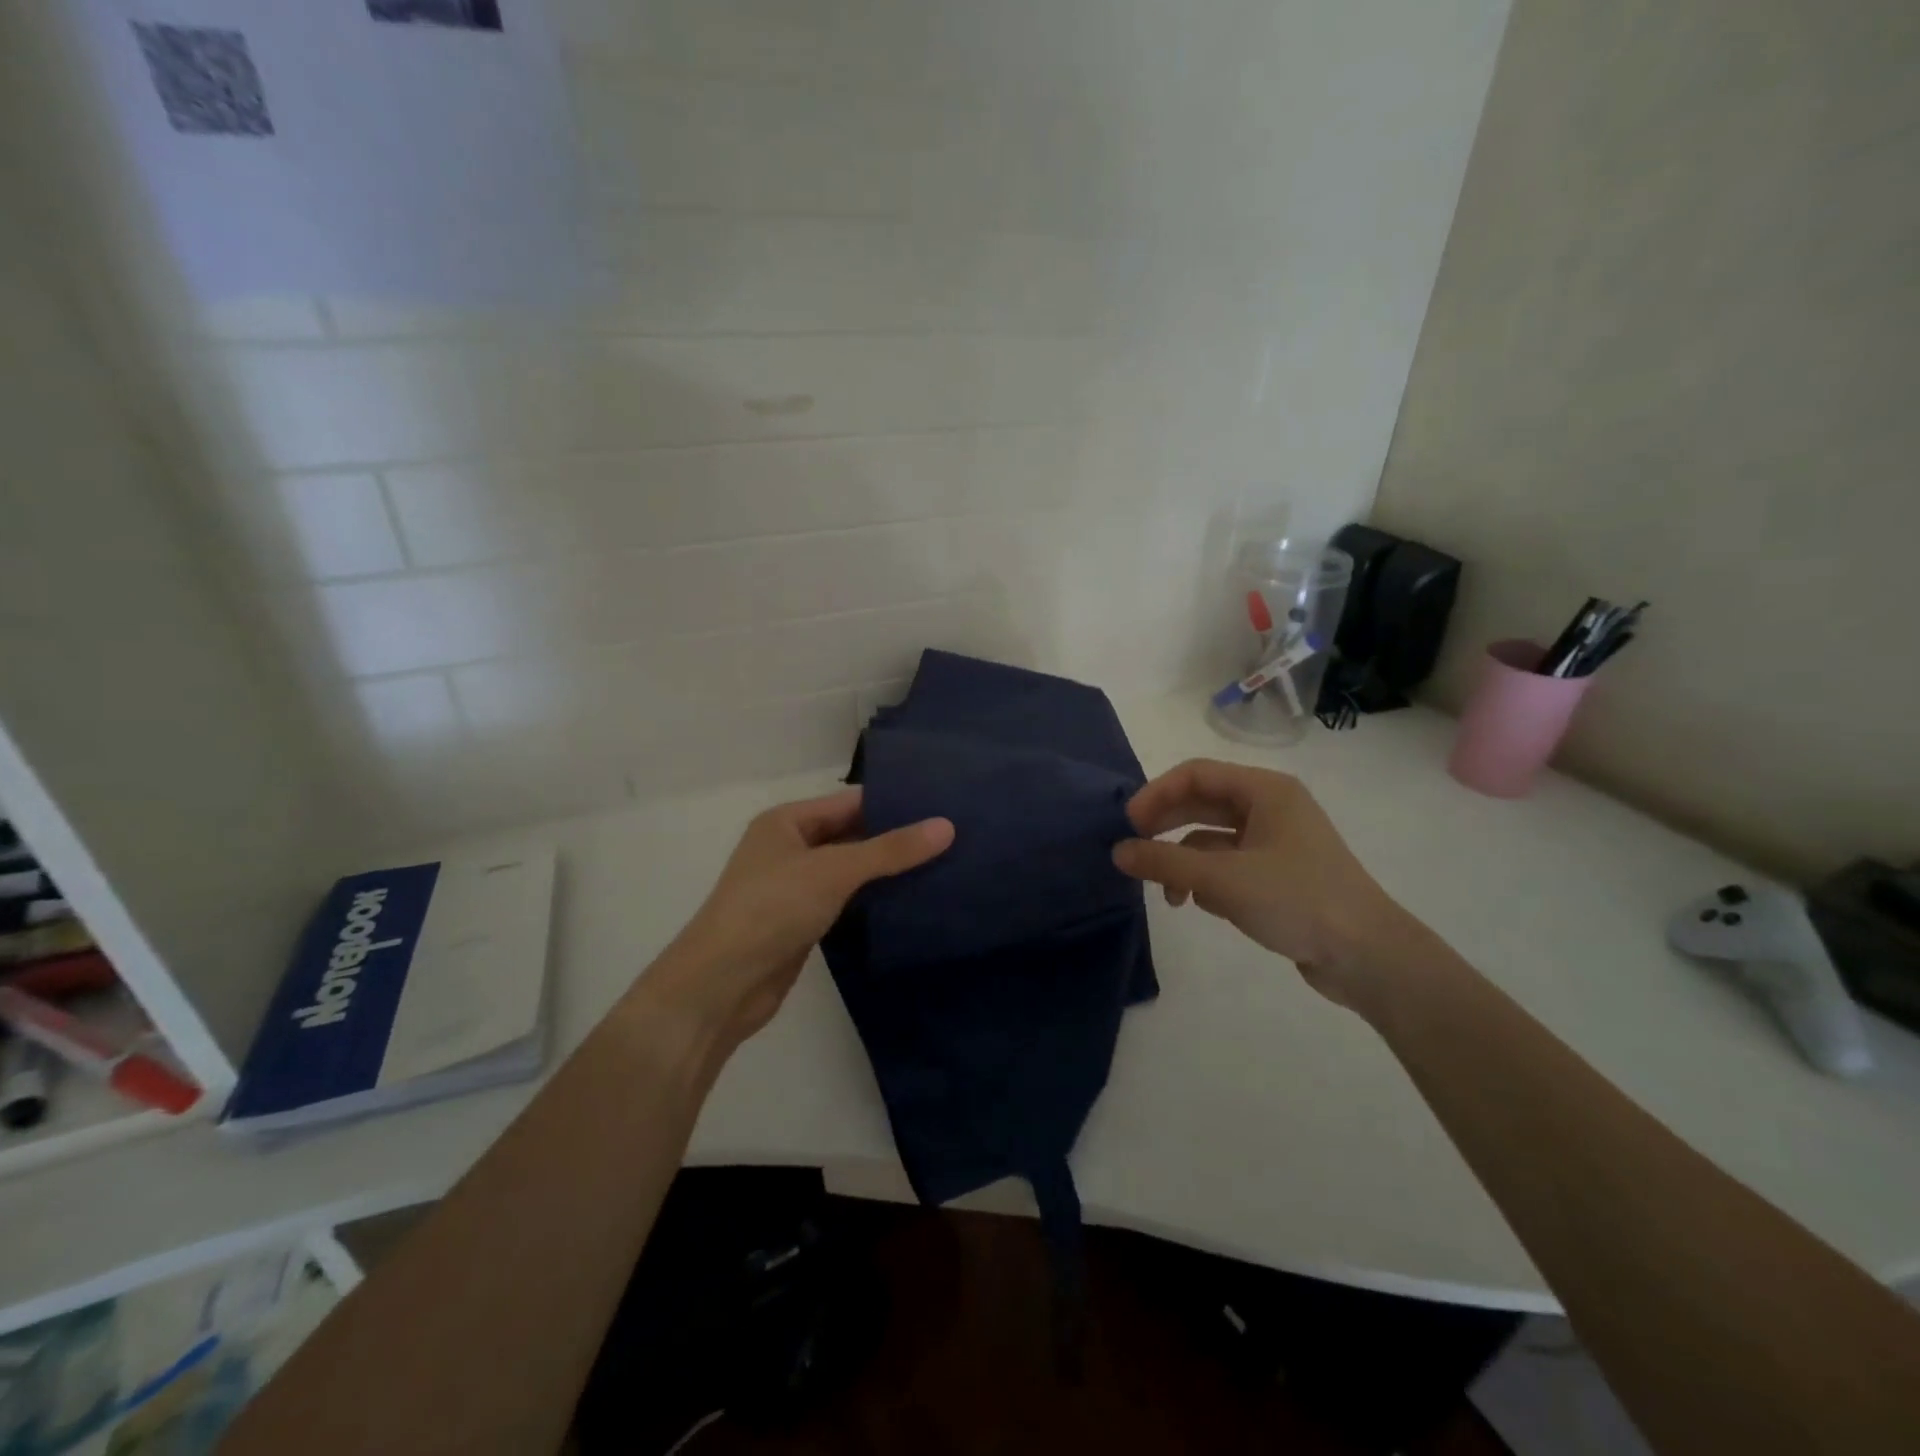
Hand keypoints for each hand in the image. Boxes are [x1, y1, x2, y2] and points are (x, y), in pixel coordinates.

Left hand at [644, 787, 953, 1048]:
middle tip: (951, 835)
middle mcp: (790, 847)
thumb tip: (947, 826)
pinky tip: (911, 899)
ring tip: (943, 863)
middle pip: (852, 834)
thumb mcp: (834, 871)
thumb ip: (891, 850)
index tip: (942, 804)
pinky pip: (846, 899)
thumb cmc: (772, 909)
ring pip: (851, 869)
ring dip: (887, 870)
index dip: (893, 802)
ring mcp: (795, 886)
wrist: (722, 984)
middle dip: (895, 837)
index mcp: (787, 821)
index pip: (850, 801)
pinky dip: (874, 898)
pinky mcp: (803, 921)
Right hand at [1113, 758, 1426, 1011]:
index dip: (1156, 794)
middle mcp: (1271, 808)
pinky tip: (1203, 905)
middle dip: (1166, 827)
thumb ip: (1165, 862)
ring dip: (1184, 861)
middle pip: (1201, 803)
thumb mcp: (1222, 879)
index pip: (1195, 774)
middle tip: (1133, 851)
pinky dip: (1207, 879)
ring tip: (1168, 893)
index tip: (1128, 825)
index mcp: (1265, 790)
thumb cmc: (1297, 901)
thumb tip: (1118, 852)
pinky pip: (1228, 864)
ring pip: (1212, 838)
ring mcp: (1276, 842)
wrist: (1369, 957)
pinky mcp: (1278, 875)